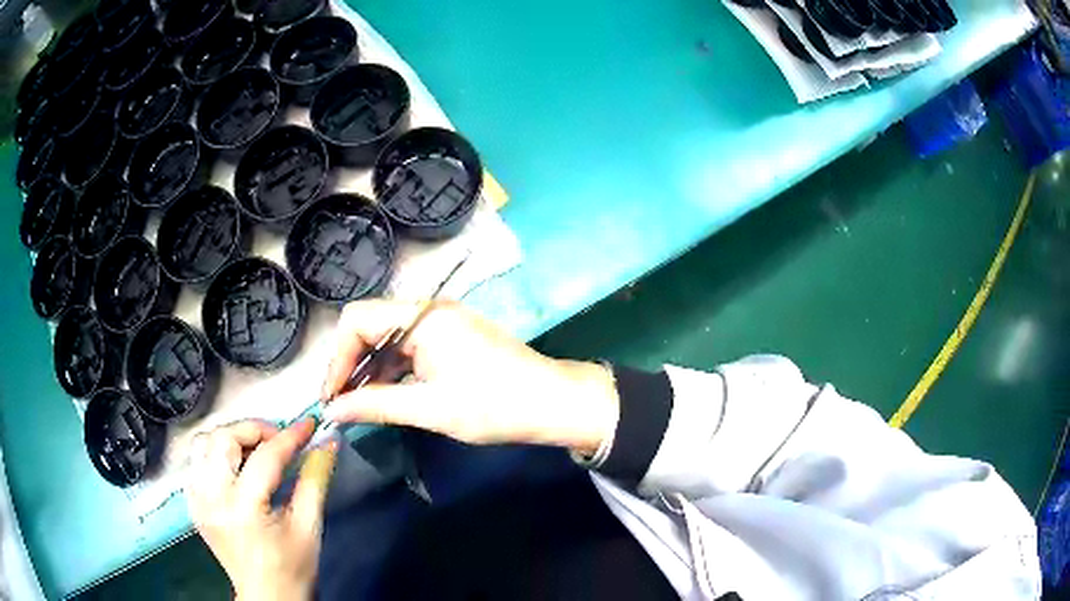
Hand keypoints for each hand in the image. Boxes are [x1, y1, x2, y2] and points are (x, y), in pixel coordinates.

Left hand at [186, 419, 337, 600]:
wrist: (267, 597)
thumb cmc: (292, 568)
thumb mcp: (308, 527)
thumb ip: (315, 481)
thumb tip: (327, 444)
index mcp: (244, 509)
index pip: (265, 458)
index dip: (289, 437)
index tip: (308, 425)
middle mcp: (213, 498)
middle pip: (223, 439)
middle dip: (253, 430)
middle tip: (278, 440)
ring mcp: (198, 500)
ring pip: (204, 443)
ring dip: (231, 438)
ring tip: (255, 450)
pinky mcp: (193, 503)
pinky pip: (197, 462)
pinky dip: (216, 454)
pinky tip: (236, 467)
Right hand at [321, 300, 618, 455]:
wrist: (553, 403)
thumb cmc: (494, 406)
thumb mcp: (429, 409)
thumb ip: (375, 405)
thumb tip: (331, 411)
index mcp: (422, 318)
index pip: (357, 321)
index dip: (337, 359)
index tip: (331, 398)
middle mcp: (429, 310)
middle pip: (369, 326)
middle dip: (350, 364)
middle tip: (339, 404)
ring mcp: (442, 322)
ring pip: (388, 338)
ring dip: (370, 370)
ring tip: (357, 406)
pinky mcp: (451, 337)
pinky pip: (408, 347)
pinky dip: (392, 370)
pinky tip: (385, 396)